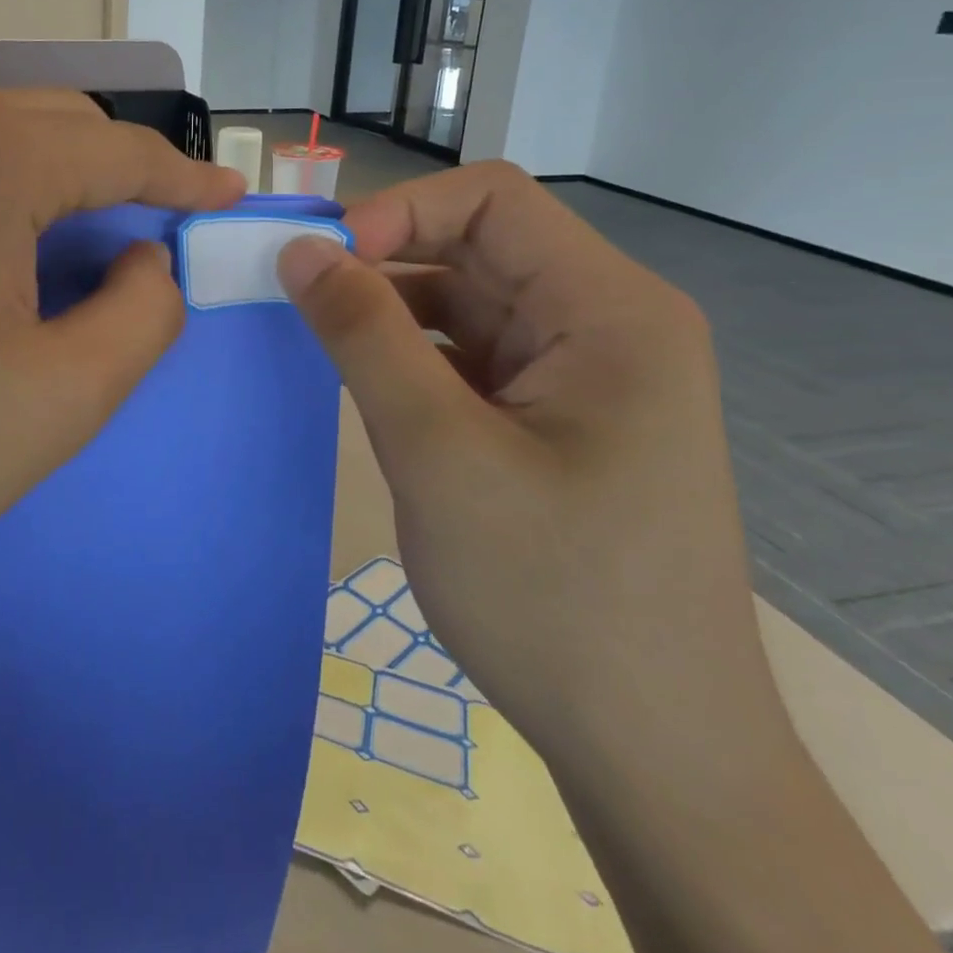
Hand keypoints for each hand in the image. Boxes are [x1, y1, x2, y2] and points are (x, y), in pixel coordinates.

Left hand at [0, 88, 241, 665]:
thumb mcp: (65, 397)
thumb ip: (145, 313)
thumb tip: (143, 259)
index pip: (114, 149)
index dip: (180, 177)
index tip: (224, 200)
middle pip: (44, 123)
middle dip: (107, 171)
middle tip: (142, 235)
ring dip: (30, 177)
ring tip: (46, 252)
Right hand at [276, 162, 786, 781]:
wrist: (653, 752)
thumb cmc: (554, 597)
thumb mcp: (439, 452)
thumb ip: (364, 336)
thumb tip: (300, 249)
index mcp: (610, 311)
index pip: (492, 200)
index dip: (399, 211)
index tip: (322, 262)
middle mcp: (605, 325)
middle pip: (477, 247)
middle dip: (384, 260)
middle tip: (298, 298)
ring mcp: (580, 374)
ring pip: (466, 301)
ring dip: (390, 311)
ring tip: (320, 343)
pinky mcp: (553, 417)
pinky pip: (470, 355)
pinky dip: (411, 356)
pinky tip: (367, 386)